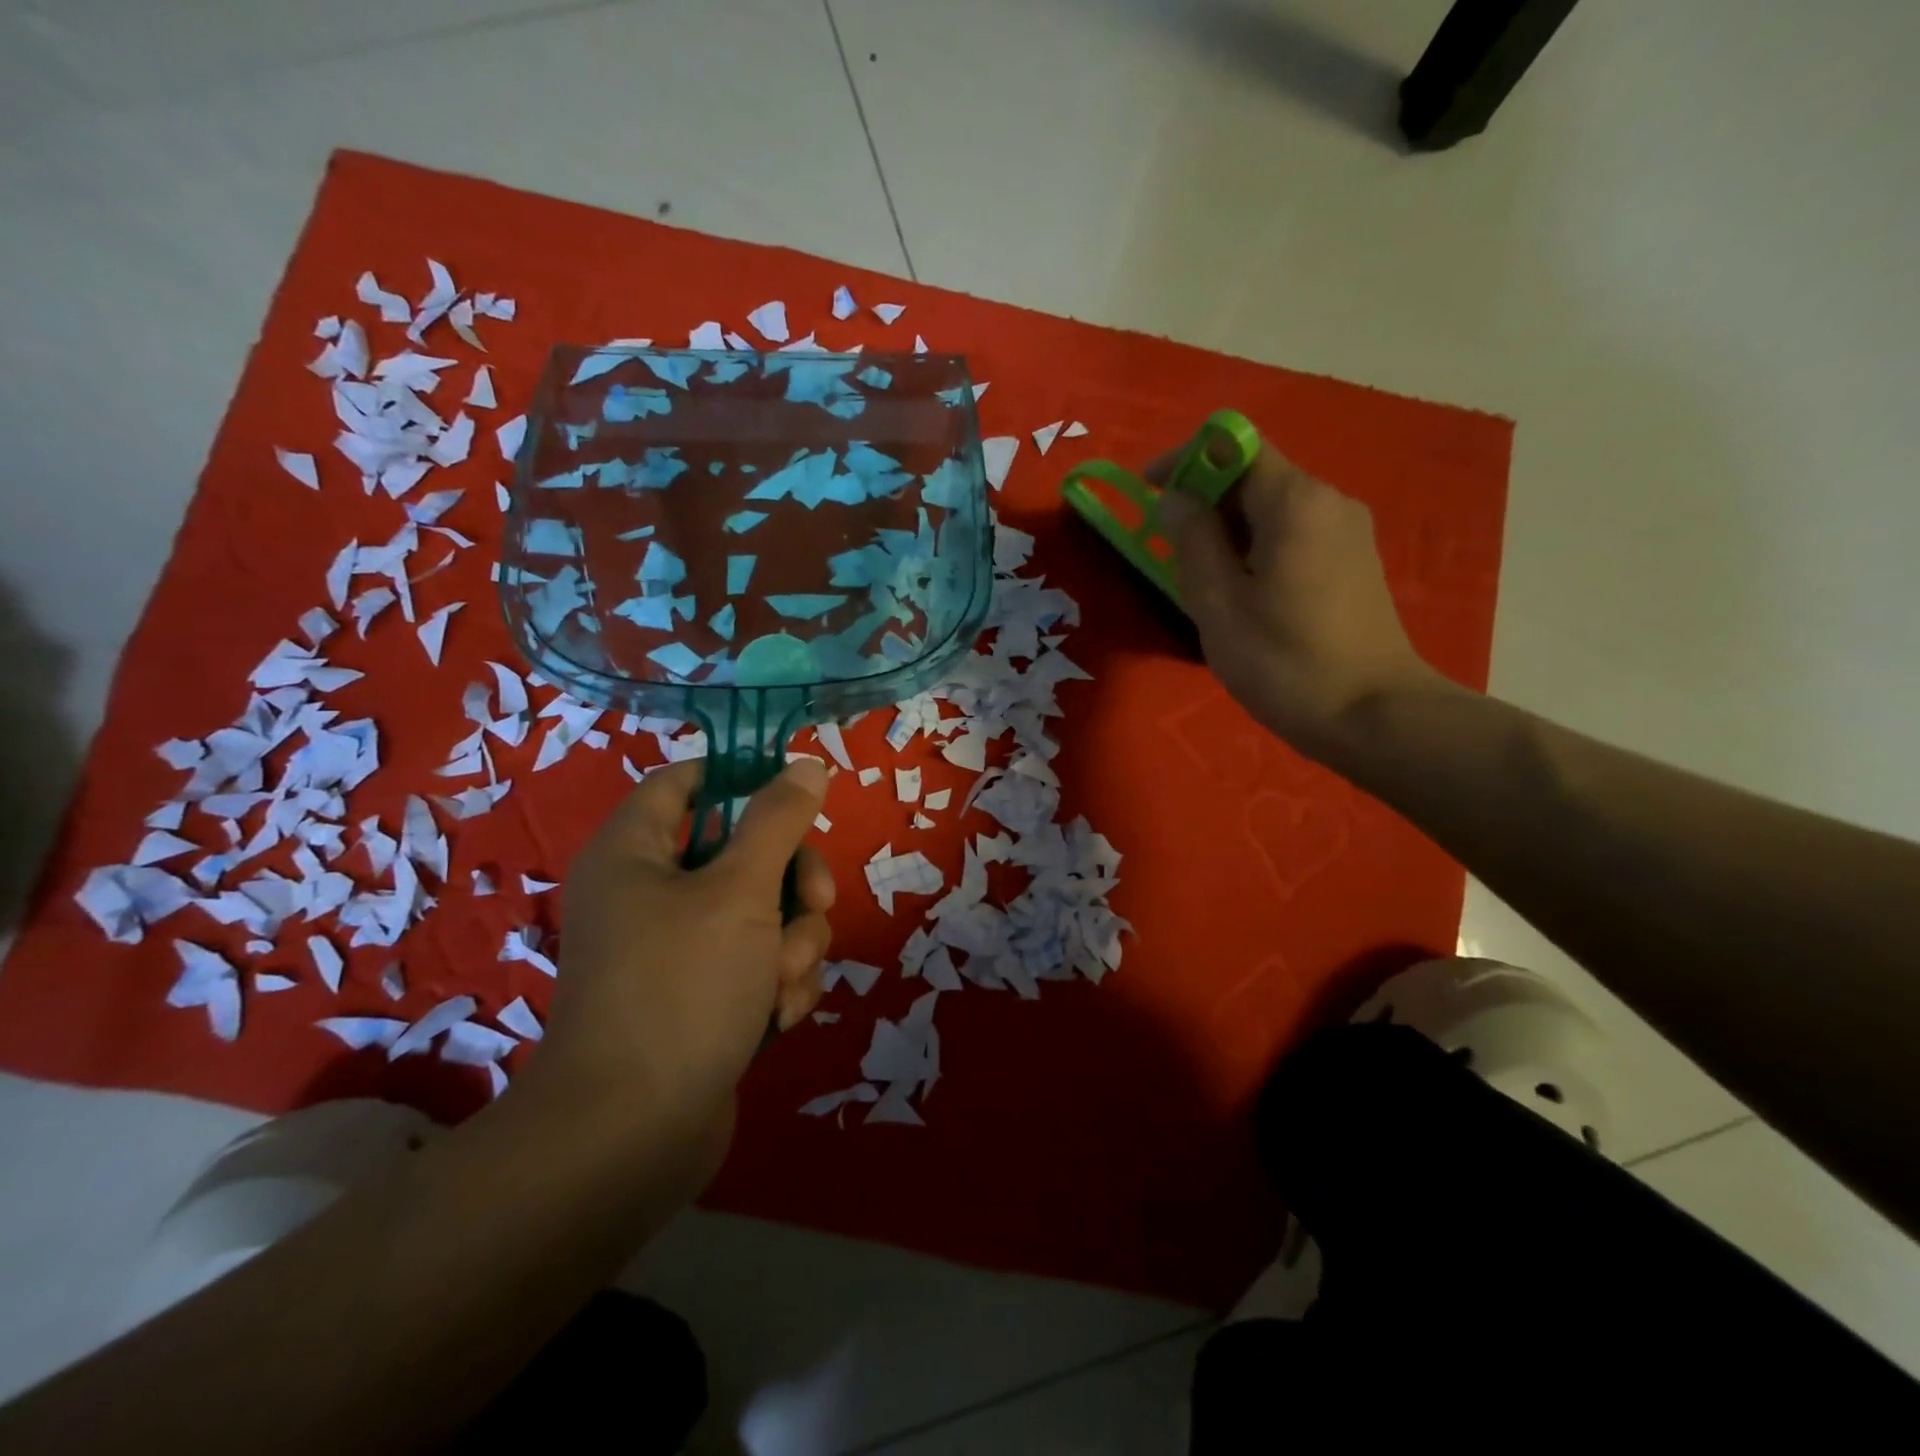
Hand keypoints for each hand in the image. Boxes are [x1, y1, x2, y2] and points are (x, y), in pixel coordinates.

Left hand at [526, 757, 834, 1169]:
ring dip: (794, 941)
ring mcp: (678, 948)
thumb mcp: (741, 891)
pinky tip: (779, 1015)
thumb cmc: (682, 988)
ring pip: (764, 911)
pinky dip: (778, 982)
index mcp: (635, 852)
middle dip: (794, 881)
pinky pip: (759, 961)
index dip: (743, 778)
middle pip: (745, 850)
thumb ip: (778, 820)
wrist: (634, 1136)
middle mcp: (652, 893)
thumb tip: (806, 766)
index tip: (798, 796)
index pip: (688, 782)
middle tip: (817, 904)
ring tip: (782, 983)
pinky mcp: (704, 996)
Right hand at [1155, 436, 1438, 759]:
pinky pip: (1291, 533)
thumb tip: (1174, 499)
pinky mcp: (1353, 561)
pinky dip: (1254, 547)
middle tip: (1168, 552)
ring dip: (1225, 530)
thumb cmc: (1284, 662)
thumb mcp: (1219, 604)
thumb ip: (1191, 541)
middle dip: (1202, 502)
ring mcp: (1346, 531)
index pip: (1232, 446)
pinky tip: (1242, 595)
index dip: (1184, 461)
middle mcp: (1327, 500)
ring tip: (1201, 582)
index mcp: (1294, 501)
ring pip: (1270, 508)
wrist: (1373, 716)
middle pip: (1252, 475)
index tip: (1147, 494)